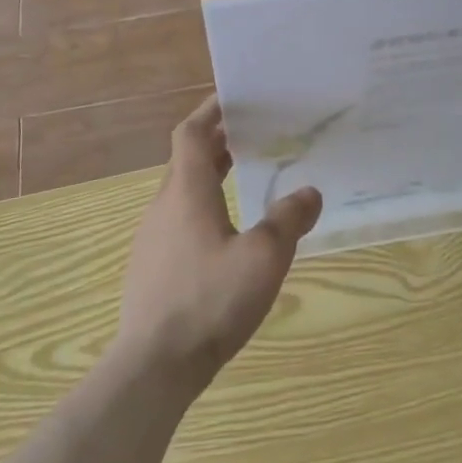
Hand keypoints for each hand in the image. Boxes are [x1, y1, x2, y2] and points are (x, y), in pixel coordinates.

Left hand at [114, 94, 322, 391]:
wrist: (154, 365)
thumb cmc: (210, 300)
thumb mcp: (263, 258)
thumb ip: (288, 220)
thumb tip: (310, 192)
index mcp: (187, 192)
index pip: (191, 134)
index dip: (210, 111)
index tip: (233, 98)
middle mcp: (164, 206)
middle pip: (186, 160)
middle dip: (216, 142)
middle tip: (251, 134)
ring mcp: (153, 238)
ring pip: (181, 191)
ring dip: (209, 176)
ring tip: (244, 177)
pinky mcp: (151, 267)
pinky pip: (177, 220)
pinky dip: (202, 207)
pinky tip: (225, 233)